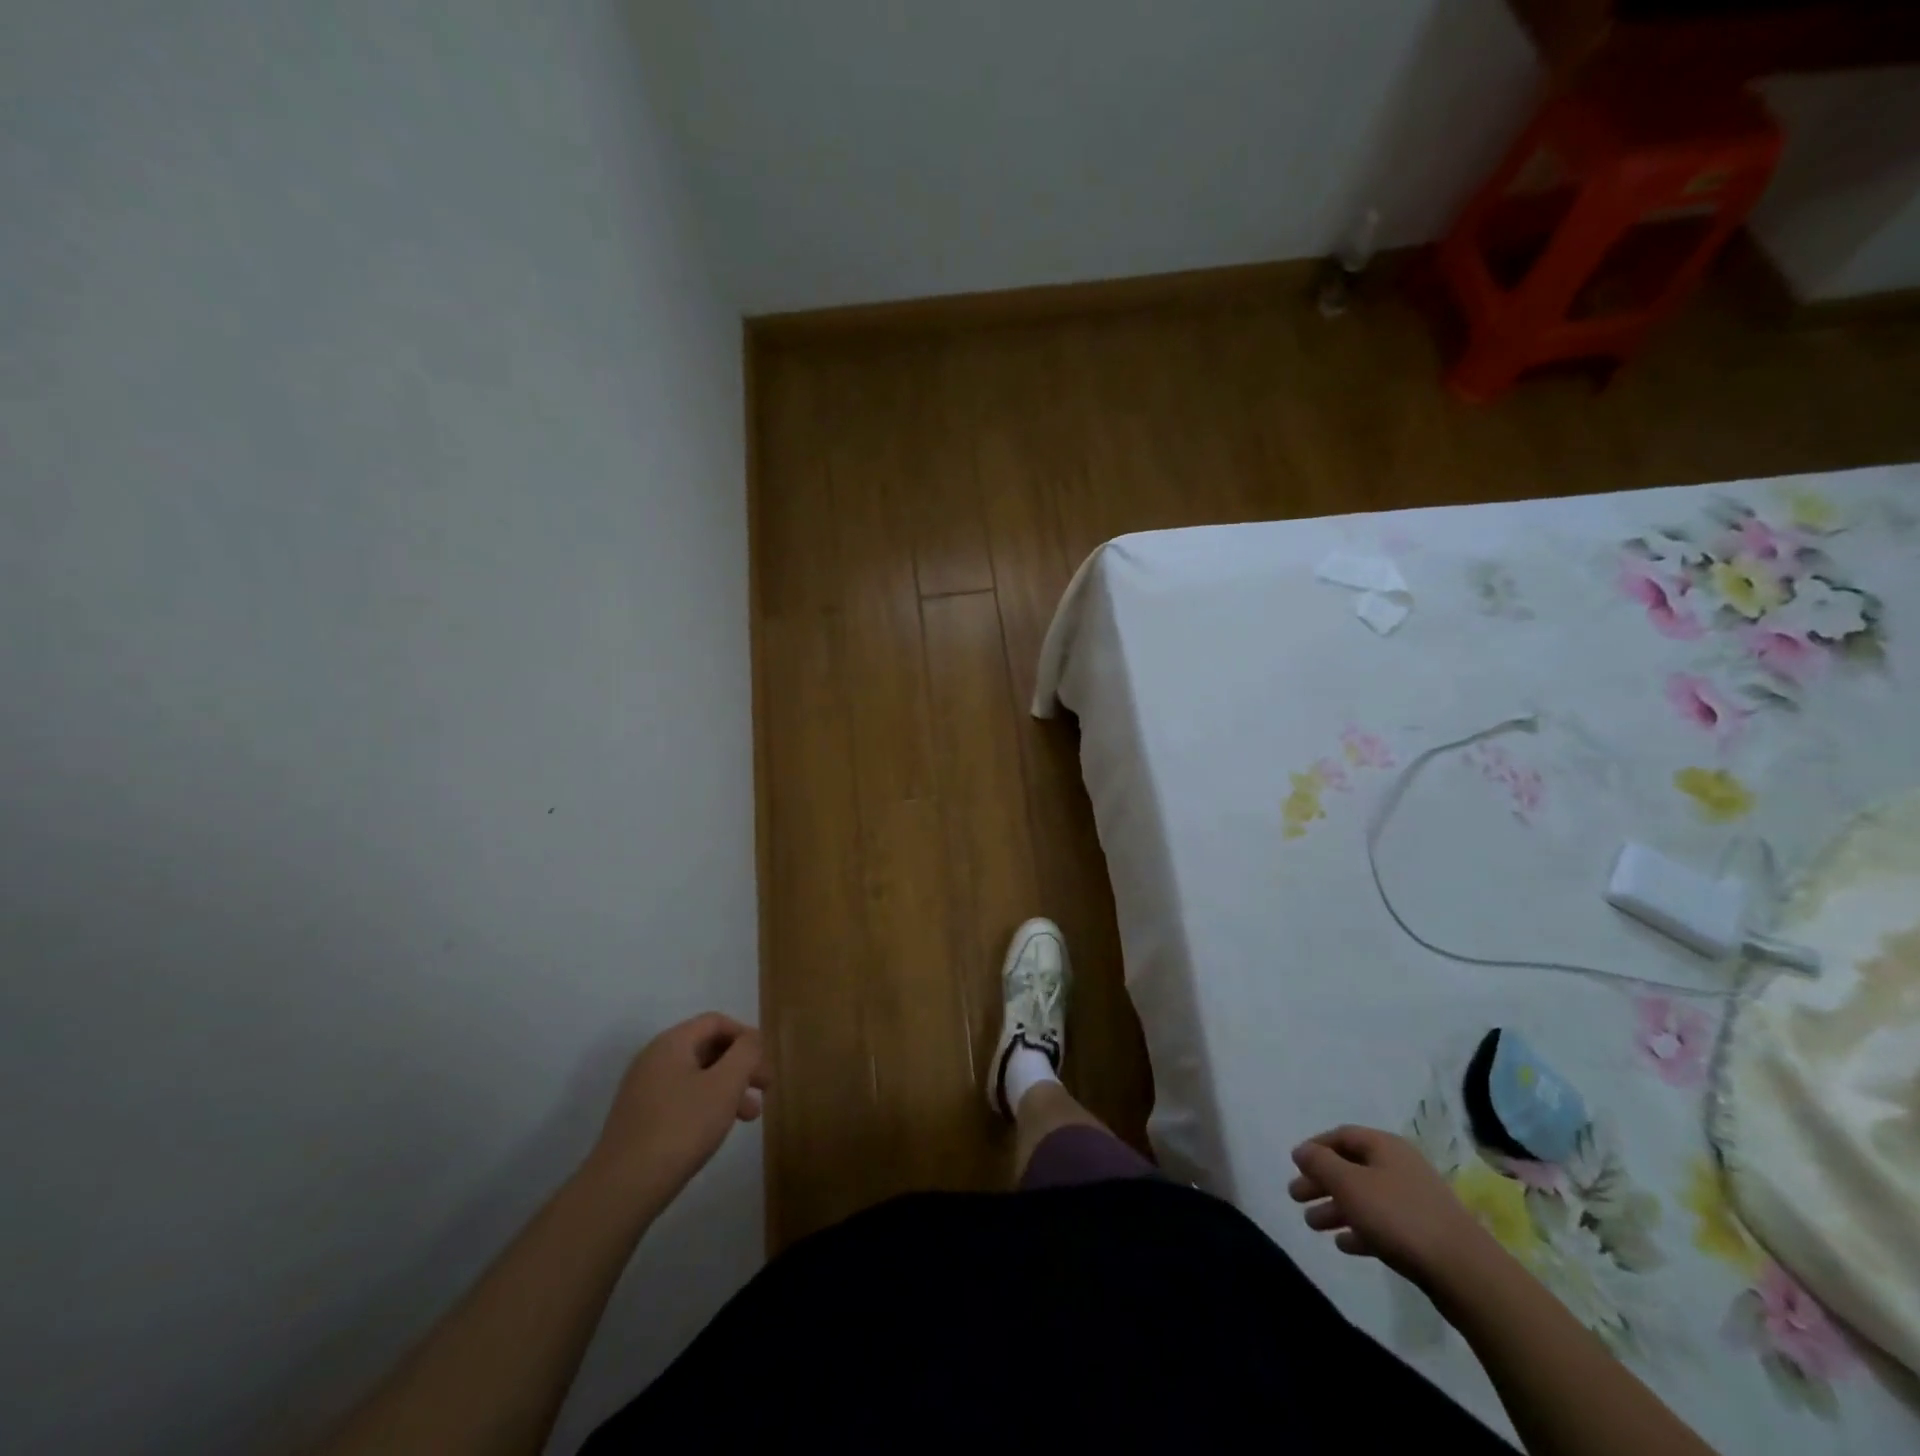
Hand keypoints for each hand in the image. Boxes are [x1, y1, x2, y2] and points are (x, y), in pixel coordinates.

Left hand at [586, 1013, 770, 1208]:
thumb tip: (751, 1039)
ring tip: (750, 1116)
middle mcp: (654, 1059)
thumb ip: (745, 1053)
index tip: (765, 1060)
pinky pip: (681, 1098)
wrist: (622, 1188)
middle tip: (765, 1088)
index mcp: (672, 1043)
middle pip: (707, 1048)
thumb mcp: (725, 1085)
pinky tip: (717, 1129)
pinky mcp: (639, 1118)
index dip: (746, 1035)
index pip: (716, 1022)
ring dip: (728, 1088)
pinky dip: (707, 1104)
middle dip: (740, 1065)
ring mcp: (643, 1090)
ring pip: (696, 1076)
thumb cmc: (681, 1127)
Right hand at [1289, 1125, 1496, 1289]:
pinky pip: (1382, 1224)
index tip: (1295, 1165)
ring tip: (1312, 1224)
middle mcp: (1400, 1167)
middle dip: (1321, 1182)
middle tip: (1296, 1197)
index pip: (1341, 1136)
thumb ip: (1320, 1163)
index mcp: (1385, 1146)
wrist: (1465, 1272)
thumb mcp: (1349, 1184)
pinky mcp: (1424, 1234)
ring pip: (1365, 1198)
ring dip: (1336, 1209)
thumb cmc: (1398, 1216)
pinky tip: (1344, 1245)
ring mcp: (1414, 1201)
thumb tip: (1302, 1150)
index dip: (1315, 1148)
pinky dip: (1360, 1230)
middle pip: (1351, 1168)